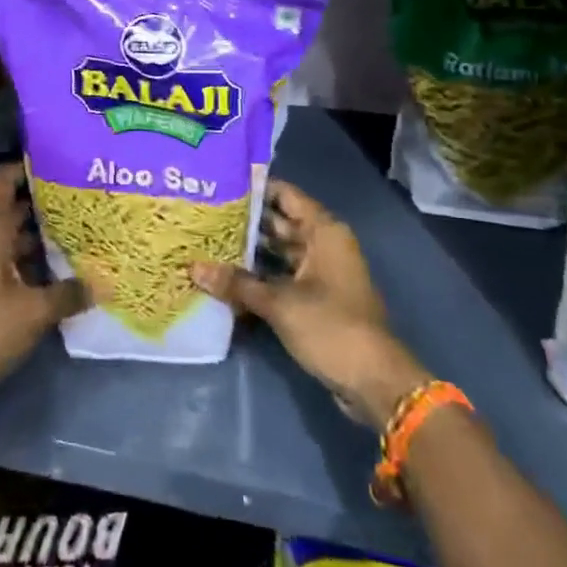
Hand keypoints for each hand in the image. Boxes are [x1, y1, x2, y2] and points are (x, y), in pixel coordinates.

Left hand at [0, 162, 87, 400]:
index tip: (55, 160)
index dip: (25, 167)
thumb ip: (68, 294)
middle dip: (44, 203)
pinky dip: (34, 266)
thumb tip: (102, 283)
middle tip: (81, 197)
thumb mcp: (32, 311)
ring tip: (80, 232)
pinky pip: (13, 267)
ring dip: (42, 237)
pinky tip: (62, 274)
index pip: (3, 182)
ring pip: (15, 241)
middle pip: (14, 210)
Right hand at [192, 180, 430, 427]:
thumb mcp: (279, 303)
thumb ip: (236, 283)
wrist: (374, 382)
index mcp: (323, 231)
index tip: (218, 184)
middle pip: (279, 222)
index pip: (284, 195)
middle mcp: (323, 244)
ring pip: (278, 252)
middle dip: (244, 221)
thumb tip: (193, 267)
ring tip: (206, 241)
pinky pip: (281, 276)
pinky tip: (226, 277)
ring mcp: (320, 272)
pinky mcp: (315, 298)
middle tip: (203, 214)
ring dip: (248, 250)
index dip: (253, 188)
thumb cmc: (331, 327)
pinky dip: (258, 276)